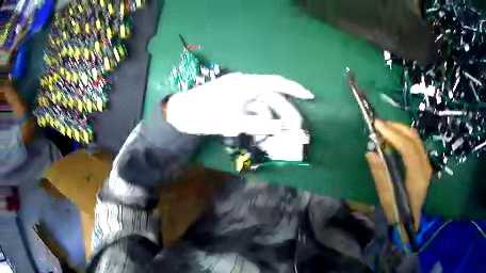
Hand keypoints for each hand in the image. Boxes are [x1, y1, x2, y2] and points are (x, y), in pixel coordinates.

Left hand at [165, 73, 313, 136]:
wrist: (181, 112)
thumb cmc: (206, 116)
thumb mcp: (235, 123)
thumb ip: (262, 124)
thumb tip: (284, 126)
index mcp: (246, 84)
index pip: (277, 82)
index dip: (295, 88)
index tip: (309, 96)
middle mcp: (245, 83)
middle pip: (271, 95)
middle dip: (284, 111)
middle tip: (293, 127)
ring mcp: (239, 89)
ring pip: (262, 101)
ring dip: (269, 116)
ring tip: (274, 132)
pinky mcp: (234, 96)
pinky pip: (252, 104)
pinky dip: (258, 115)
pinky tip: (259, 127)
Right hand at [366, 120, 431, 229]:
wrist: (410, 221)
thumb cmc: (397, 213)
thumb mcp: (386, 198)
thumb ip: (380, 175)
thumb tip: (371, 152)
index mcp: (417, 178)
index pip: (408, 149)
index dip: (393, 135)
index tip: (378, 125)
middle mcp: (425, 168)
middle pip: (413, 139)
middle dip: (396, 128)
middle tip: (380, 124)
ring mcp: (426, 164)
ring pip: (415, 138)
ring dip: (400, 130)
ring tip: (386, 128)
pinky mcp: (424, 163)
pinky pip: (416, 143)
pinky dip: (405, 136)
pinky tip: (395, 137)